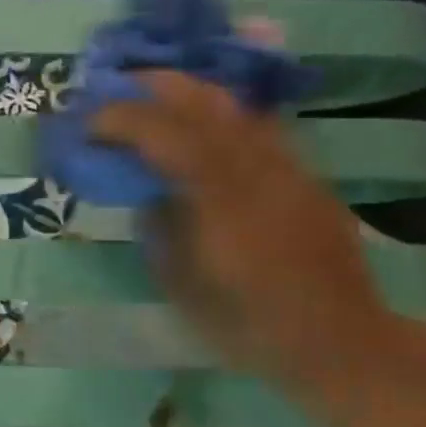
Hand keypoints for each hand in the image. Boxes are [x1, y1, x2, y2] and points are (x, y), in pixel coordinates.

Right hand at [90, 71, 398, 387]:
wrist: (338, 340)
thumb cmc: (247, 324)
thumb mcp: (180, 284)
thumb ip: (158, 226)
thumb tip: (148, 193)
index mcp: (220, 198)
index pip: (165, 133)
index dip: (120, 118)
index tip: (87, 124)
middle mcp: (257, 168)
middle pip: (204, 100)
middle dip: (153, 86)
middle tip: (114, 91)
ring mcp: (287, 165)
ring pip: (234, 105)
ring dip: (186, 93)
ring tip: (152, 98)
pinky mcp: (304, 174)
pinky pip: (256, 126)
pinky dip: (218, 116)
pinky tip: (201, 128)